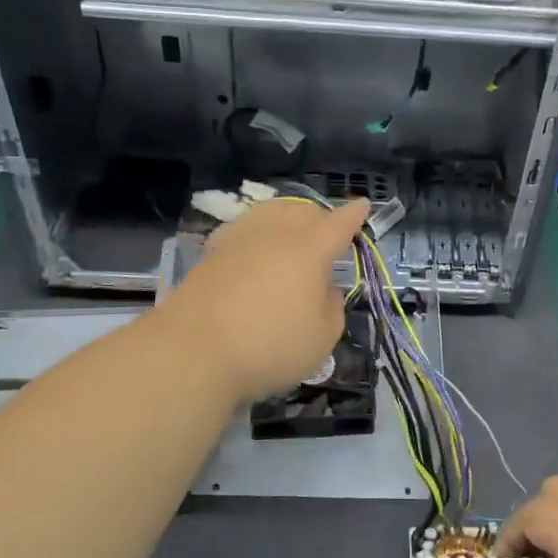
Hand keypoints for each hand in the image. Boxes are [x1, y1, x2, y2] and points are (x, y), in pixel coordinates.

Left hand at [159, 197, 369, 405]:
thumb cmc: (270, 345)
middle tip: (328, 237)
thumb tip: (323, 288)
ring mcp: (239, 238)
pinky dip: (257, 234)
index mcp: (310, 247)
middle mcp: (276, 232)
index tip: (363, 205)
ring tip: (292, 237)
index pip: (340, 222)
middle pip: (303, 211)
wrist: (193, 352)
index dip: (354, 215)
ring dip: (287, 220)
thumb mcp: (322, 338)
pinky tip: (254, 249)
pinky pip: (243, 230)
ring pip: (270, 213)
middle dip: (321, 218)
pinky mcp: (211, 253)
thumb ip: (332, 307)